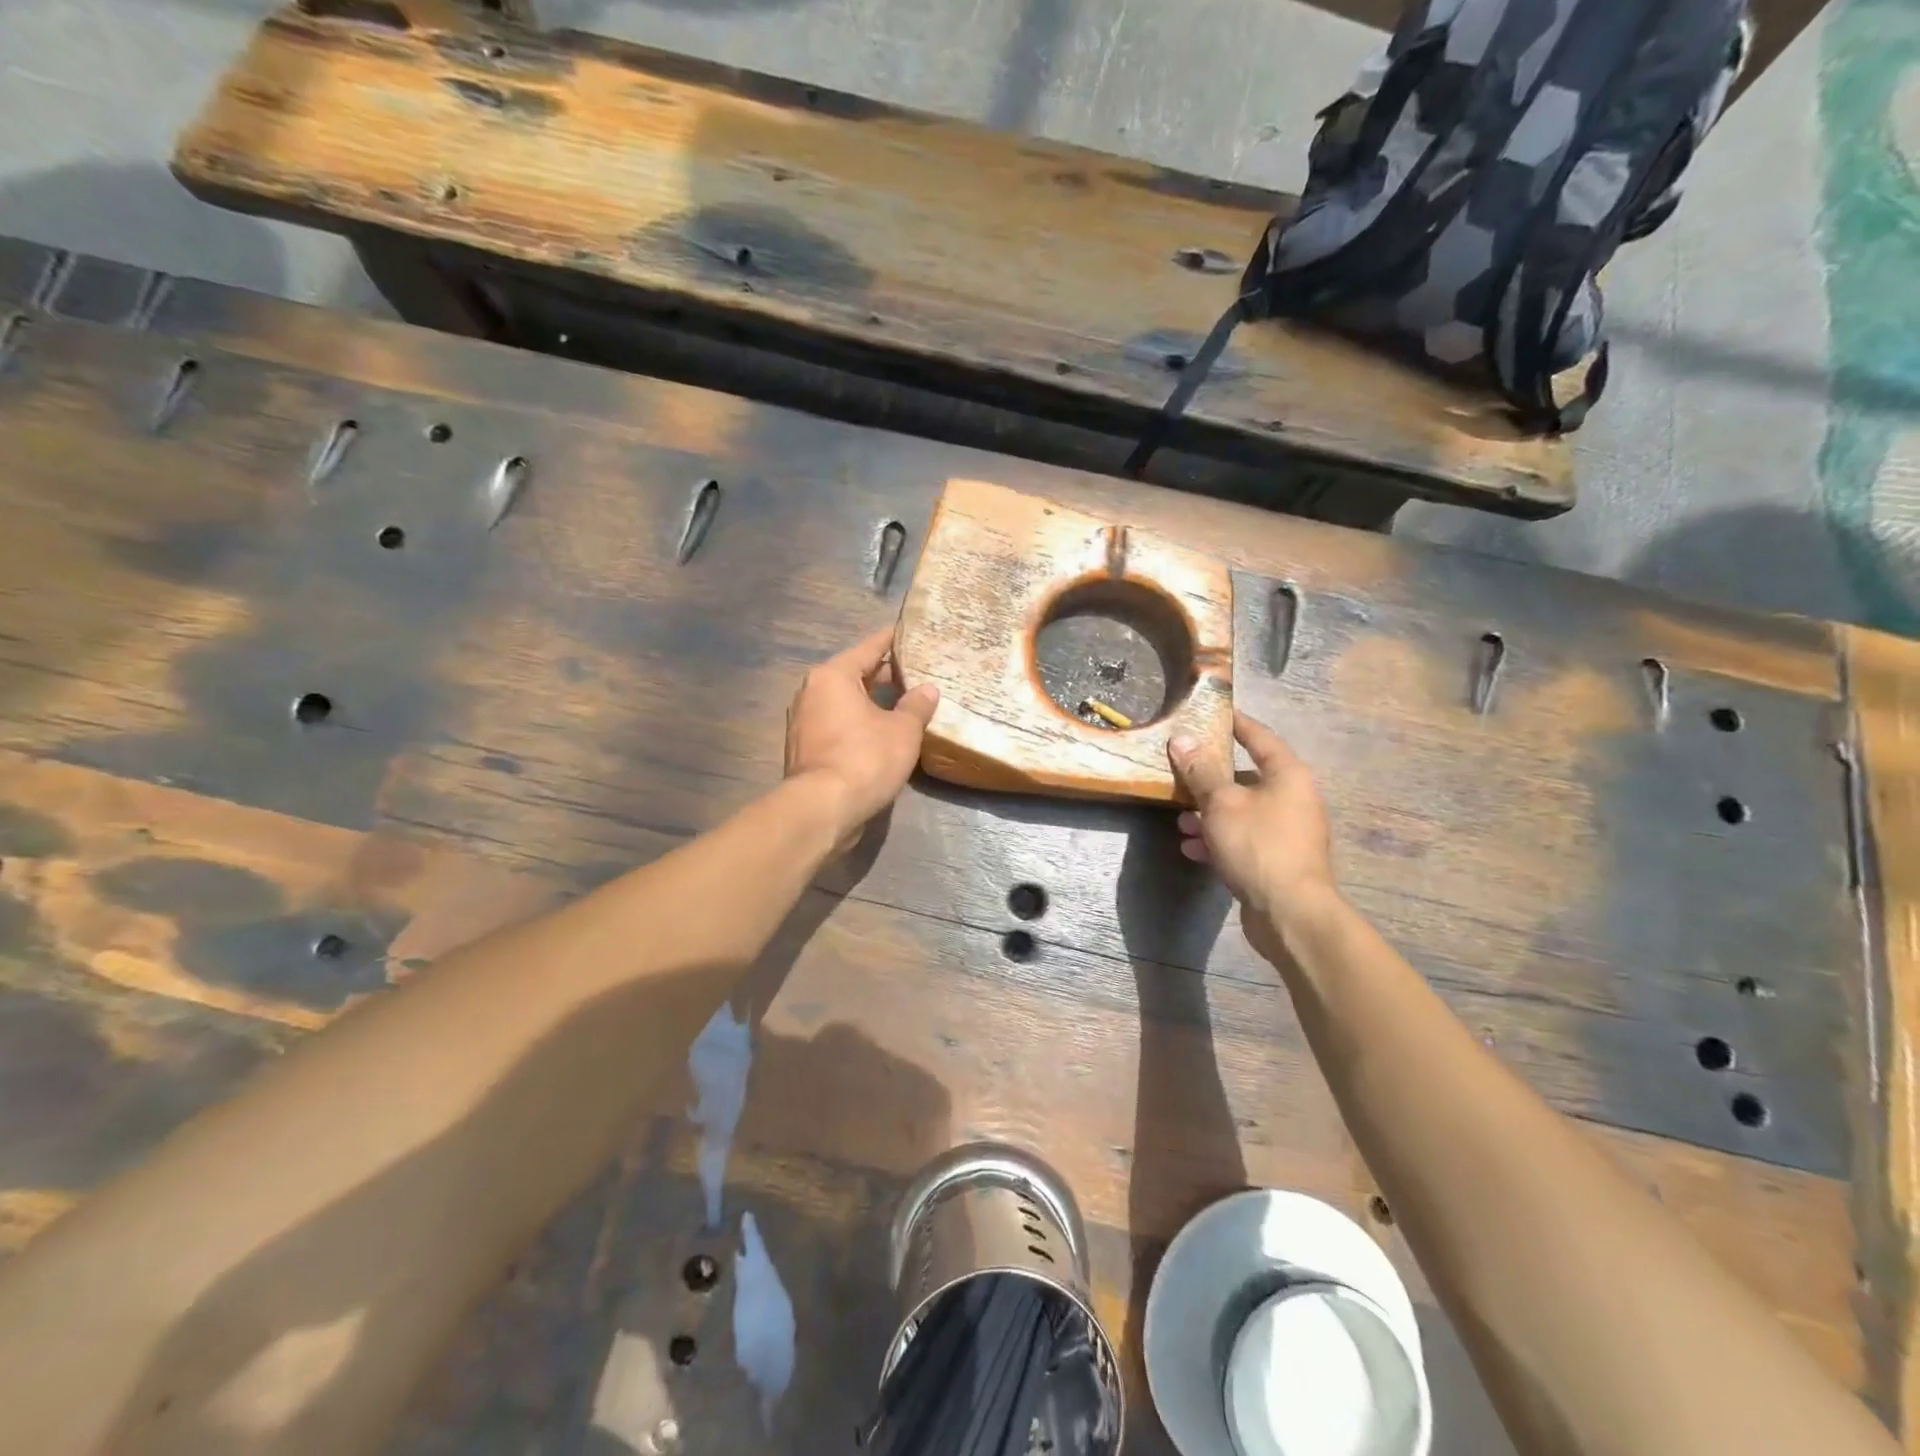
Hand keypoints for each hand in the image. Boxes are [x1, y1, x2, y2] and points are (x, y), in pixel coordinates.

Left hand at [785, 627, 939, 848]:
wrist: (823, 809)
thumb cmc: (865, 758)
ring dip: (871, 702)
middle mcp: (812, 692)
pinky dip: (858, 724)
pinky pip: (838, 725)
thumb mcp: (903, 730)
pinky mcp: (805, 750)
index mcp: (833, 676)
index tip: (909, 633)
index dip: (892, 640)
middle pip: (853, 675)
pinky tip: (882, 733)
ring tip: (904, 703)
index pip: (869, 648)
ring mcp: (804, 722)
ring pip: (844, 702)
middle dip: (883, 675)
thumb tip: (928, 690)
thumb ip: (917, 706)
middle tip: (915, 672)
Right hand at [1169, 712, 1336, 950]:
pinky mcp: (1279, 861)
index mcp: (1288, 775)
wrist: (1291, 913)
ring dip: (1210, 814)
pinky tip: (1193, 849)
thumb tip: (1182, 739)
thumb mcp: (1221, 803)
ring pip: (1242, 812)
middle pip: (1247, 777)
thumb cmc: (1258, 845)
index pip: (1259, 737)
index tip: (1214, 713)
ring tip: (1181, 821)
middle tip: (1182, 774)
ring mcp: (1288, 832)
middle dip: (1211, 779)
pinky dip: (1219, 840)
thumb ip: (1201, 771)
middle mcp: (1294, 798)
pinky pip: (1244, 839)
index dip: (1236, 723)